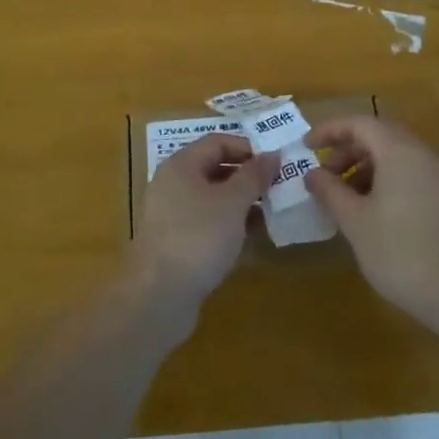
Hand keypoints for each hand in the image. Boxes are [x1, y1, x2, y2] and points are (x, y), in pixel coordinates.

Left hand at [129, 133, 271, 311]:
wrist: (158, 297)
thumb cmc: (198, 237)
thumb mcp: (233, 202)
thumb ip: (254, 176)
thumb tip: (272, 155)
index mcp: (181, 165)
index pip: (217, 142)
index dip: (248, 148)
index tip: (277, 163)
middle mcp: (173, 184)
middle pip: (215, 169)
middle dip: (248, 177)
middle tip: (279, 187)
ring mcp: (172, 216)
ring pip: (213, 199)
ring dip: (242, 203)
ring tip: (273, 213)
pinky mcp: (176, 244)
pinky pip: (207, 224)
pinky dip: (230, 226)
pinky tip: (252, 239)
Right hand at [305, 117, 438, 331]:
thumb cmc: (399, 251)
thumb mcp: (355, 221)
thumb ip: (330, 191)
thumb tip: (312, 174)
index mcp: (398, 151)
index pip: (359, 123)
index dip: (329, 130)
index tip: (306, 147)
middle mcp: (420, 154)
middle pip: (378, 135)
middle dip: (346, 148)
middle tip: (323, 172)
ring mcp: (435, 175)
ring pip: (393, 154)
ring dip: (363, 165)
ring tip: (342, 194)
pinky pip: (406, 172)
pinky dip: (382, 179)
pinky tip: (368, 209)